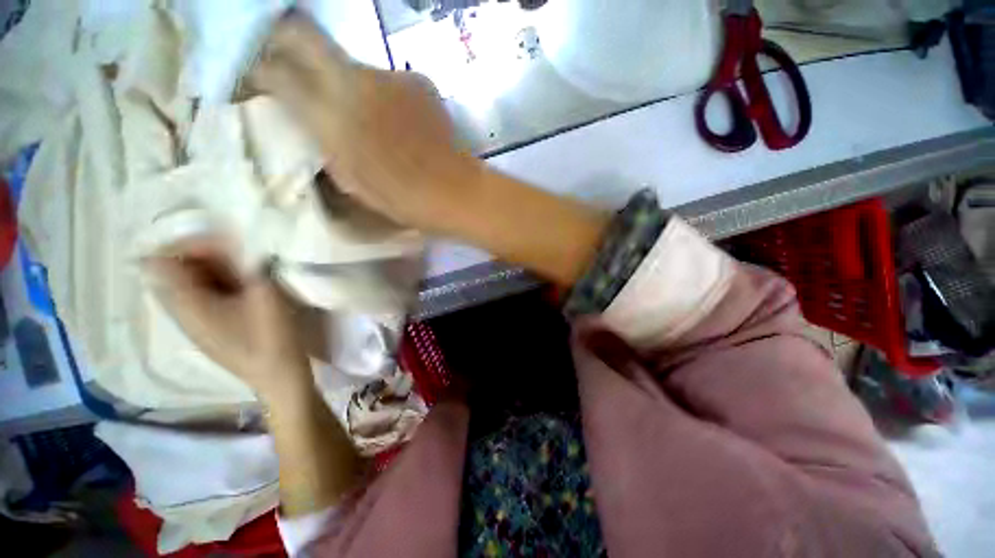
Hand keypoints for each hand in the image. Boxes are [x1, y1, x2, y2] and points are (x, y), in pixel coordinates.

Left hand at [144, 236, 313, 404]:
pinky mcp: (209, 329)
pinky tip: (244, 289)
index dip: (189, 243)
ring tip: (245, 270)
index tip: (225, 242)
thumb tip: (232, 241)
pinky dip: (218, 284)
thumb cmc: (273, 336)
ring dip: (213, 269)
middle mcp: (181, 312)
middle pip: (174, 270)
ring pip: (189, 284)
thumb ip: (246, 266)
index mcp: (188, 304)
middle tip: (240, 255)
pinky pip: (202, 296)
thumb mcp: (265, 296)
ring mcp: (194, 323)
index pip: (162, 260)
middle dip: (203, 255)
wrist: (279, 377)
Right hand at [248, 13, 481, 234]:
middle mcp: (356, 80)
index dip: (257, 68)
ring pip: (350, 64)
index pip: (276, 68)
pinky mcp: (418, 81)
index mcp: (332, 114)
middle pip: (304, 35)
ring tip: (362, 115)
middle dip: (285, 43)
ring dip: (344, 81)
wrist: (454, 191)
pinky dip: (380, 95)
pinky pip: (386, 81)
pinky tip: (395, 121)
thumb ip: (321, 138)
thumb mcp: (349, 177)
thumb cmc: (403, 198)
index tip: (256, 78)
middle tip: (286, 67)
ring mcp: (391, 75)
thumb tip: (305, 113)